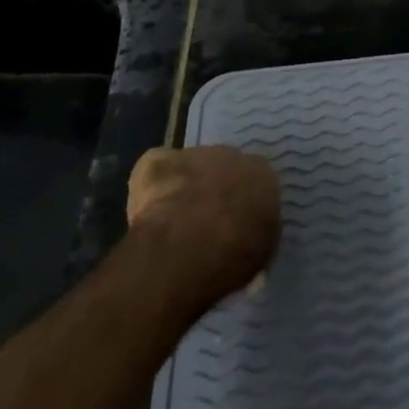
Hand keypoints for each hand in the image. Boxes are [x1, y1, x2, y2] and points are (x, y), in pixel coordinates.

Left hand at [127, 145, 280, 301]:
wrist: (192, 244)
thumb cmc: (236, 253)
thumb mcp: (261, 253)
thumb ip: (256, 235)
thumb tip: (247, 240)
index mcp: (262, 175)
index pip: (254, 183)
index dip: (240, 204)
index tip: (231, 226)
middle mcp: (231, 155)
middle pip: (221, 170)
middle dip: (211, 192)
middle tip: (201, 224)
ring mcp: (192, 155)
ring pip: (187, 169)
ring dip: (182, 189)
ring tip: (172, 223)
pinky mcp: (156, 162)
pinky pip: (154, 171)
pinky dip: (150, 189)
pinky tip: (147, 215)